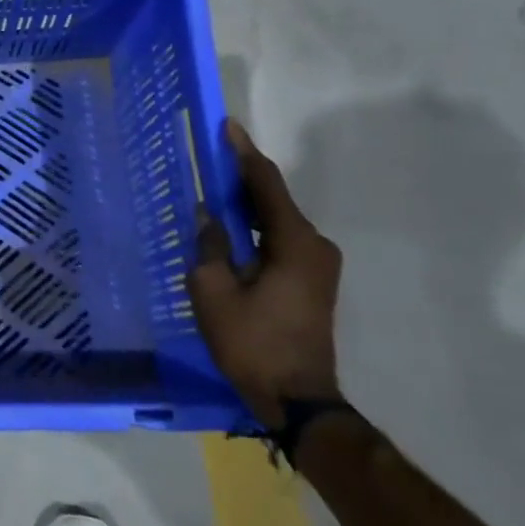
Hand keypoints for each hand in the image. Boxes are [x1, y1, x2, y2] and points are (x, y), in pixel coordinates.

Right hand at [189, 121, 342, 428]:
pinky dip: (254, 228)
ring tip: (210, 192)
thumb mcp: (213, 291)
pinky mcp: (312, 281)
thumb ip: (209, 245)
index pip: (265, 183)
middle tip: (207, 159)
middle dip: (239, 177)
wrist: (297, 399)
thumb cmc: (252, 342)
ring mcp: (317, 265)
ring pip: (275, 221)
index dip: (243, 153)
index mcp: (294, 242)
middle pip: (273, 199)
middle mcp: (314, 245)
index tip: (226, 126)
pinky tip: (229, 230)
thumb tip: (207, 215)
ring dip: (245, 206)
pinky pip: (279, 240)